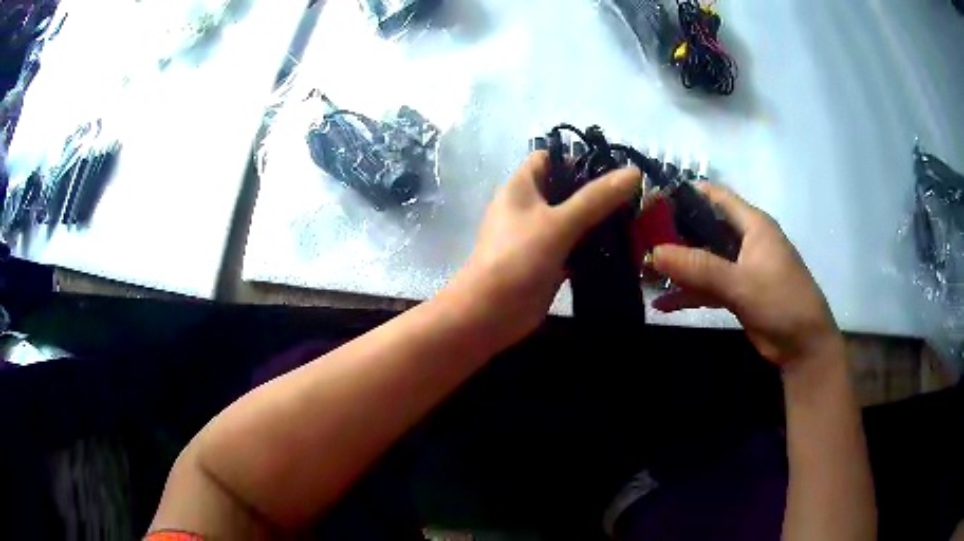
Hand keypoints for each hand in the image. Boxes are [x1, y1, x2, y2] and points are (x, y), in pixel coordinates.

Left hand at [446, 151, 641, 347]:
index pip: (549, 158)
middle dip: (596, 192)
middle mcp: (528, 206)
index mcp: (521, 186)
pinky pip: (574, 246)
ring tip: (635, 220)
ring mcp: (538, 235)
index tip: (613, 169)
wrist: (490, 312)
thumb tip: (633, 172)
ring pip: (572, 219)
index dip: (577, 158)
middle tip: (634, 197)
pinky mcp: (548, 260)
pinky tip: (622, 248)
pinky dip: (593, 246)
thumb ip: (596, 198)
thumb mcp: (559, 222)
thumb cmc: (518, 258)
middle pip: (565, 189)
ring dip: (598, 220)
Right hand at [651, 184, 840, 366]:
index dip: (684, 193)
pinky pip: (706, 287)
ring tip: (642, 272)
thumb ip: (699, 267)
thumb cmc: (781, 302)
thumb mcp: (741, 282)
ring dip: (677, 267)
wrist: (803, 347)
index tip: (649, 200)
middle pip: (704, 228)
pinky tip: (662, 304)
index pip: (714, 196)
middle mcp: (744, 241)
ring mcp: (740, 268)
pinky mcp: (737, 293)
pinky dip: (687, 294)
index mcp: (752, 224)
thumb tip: (654, 252)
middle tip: (638, 240)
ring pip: (703, 260)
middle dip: (673, 234)